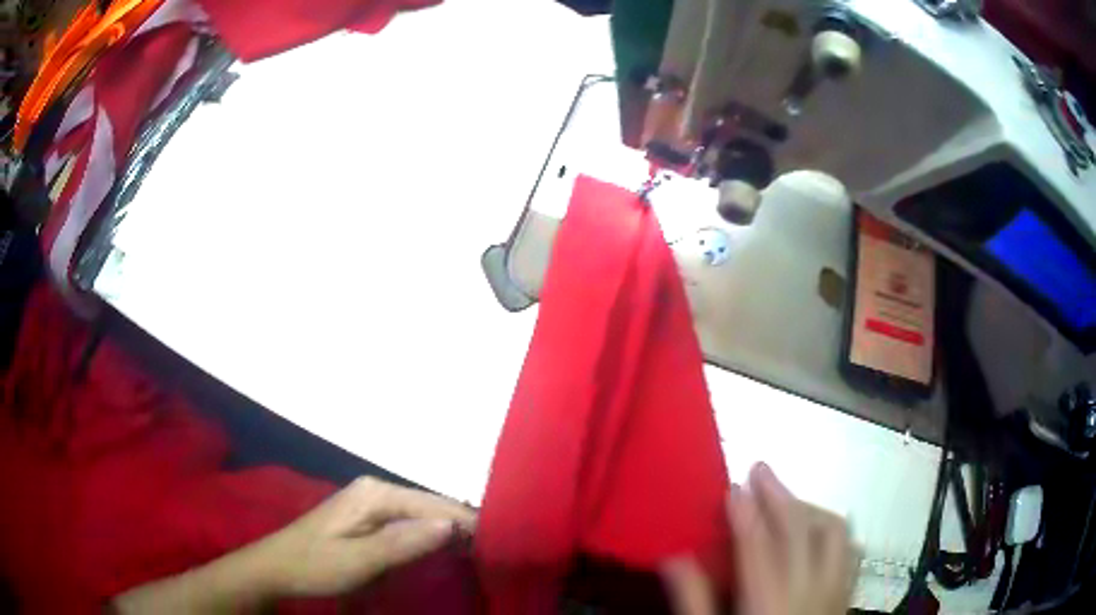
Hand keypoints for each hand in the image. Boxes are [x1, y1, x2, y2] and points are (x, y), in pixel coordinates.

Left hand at [258, 476, 476, 595]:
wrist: (277, 567)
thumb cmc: (316, 565)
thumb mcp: (360, 560)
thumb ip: (403, 543)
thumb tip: (450, 525)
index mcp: (374, 493)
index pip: (433, 503)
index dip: (467, 522)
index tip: (498, 542)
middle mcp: (375, 489)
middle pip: (429, 504)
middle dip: (460, 525)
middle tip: (492, 549)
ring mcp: (370, 501)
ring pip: (420, 513)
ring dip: (446, 531)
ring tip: (477, 550)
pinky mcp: (367, 516)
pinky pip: (407, 521)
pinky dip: (427, 534)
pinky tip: (443, 548)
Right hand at [662, 463, 859, 614]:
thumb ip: (694, 601)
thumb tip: (673, 558)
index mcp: (770, 601)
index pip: (758, 545)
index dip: (744, 512)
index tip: (732, 485)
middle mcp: (809, 589)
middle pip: (800, 528)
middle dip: (779, 494)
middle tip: (759, 469)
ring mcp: (836, 590)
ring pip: (835, 532)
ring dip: (811, 507)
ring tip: (788, 500)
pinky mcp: (848, 596)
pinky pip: (852, 550)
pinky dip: (836, 532)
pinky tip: (821, 531)